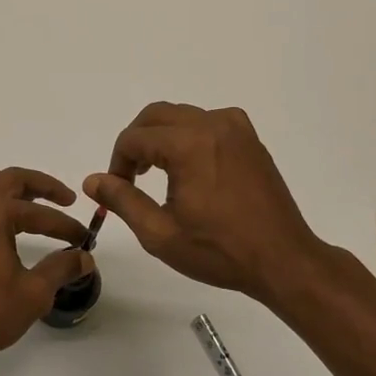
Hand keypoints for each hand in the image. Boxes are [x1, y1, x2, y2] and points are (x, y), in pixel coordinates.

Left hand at [0, 167, 94, 368]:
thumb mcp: (33, 293)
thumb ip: (61, 268)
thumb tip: (84, 258)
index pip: (39, 213)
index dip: (66, 226)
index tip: (85, 239)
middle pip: (9, 179)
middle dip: (41, 186)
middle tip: (65, 199)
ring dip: (10, 186)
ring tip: (31, 201)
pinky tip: (3, 223)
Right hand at [85, 103, 329, 302]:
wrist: (283, 260)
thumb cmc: (219, 251)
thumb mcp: (160, 233)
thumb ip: (122, 200)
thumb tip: (92, 179)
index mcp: (189, 145)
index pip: (135, 138)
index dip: (117, 163)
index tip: (116, 190)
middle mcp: (213, 124)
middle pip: (156, 115)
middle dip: (136, 142)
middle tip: (130, 177)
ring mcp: (236, 128)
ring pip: (182, 115)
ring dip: (161, 137)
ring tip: (156, 174)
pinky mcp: (250, 139)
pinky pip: (208, 122)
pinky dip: (189, 135)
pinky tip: (189, 168)